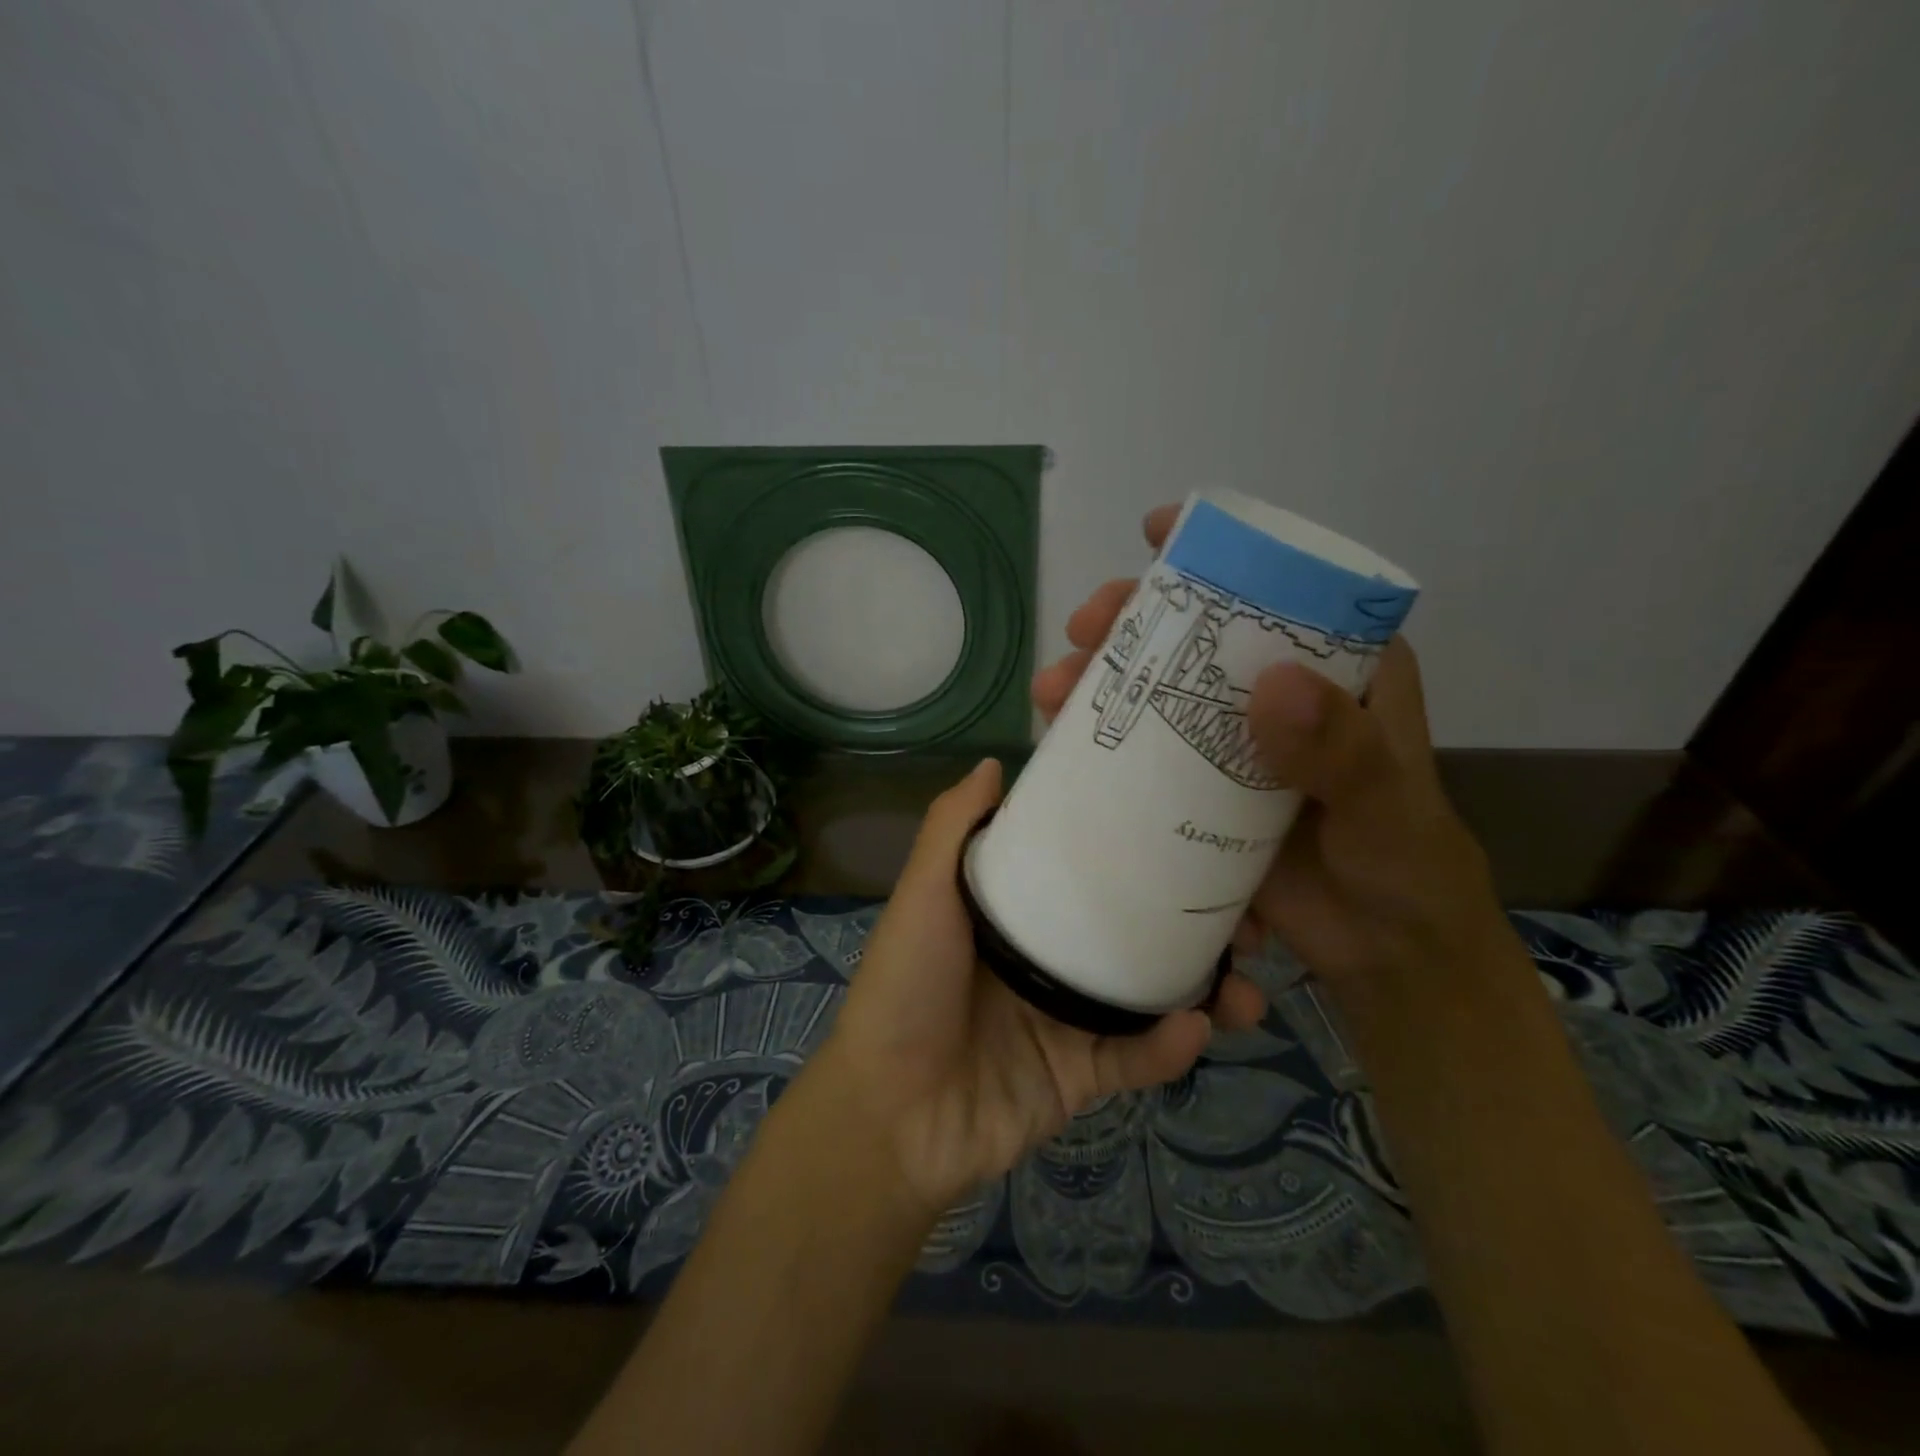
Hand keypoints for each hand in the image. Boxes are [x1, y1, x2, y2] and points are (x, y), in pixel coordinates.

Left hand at [817, 758, 1265, 1213]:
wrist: (889, 1114)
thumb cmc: (906, 986)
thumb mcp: (924, 894)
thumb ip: (954, 828)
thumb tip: (994, 762)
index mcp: (1018, 911)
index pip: (1087, 869)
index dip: (1137, 850)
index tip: (1193, 828)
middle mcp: (1048, 957)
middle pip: (1133, 930)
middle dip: (1195, 923)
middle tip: (1250, 916)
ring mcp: (1067, 1018)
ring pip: (1151, 995)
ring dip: (1206, 990)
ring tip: (1251, 985)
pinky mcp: (1080, 1076)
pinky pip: (1136, 1058)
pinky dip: (1168, 1047)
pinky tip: (1197, 1028)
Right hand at [1033, 507, 1514, 1029]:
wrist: (1385, 951)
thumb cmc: (1404, 863)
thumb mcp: (1384, 802)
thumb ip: (1340, 751)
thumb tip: (1270, 684)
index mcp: (1337, 672)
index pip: (1277, 589)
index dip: (1217, 552)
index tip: (1156, 531)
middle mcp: (1278, 695)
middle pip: (1199, 635)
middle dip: (1135, 620)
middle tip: (1085, 626)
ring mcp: (1233, 744)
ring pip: (1161, 691)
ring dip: (1104, 680)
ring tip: (1054, 689)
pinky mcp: (1202, 793)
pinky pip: (1146, 753)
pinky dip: (1103, 741)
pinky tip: (1061, 740)